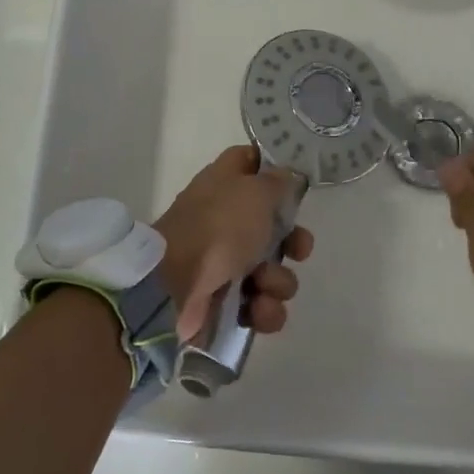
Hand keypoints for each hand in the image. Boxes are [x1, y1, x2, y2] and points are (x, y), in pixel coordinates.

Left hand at [154, 146, 314, 341]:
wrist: (174, 286)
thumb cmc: (218, 227)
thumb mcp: (256, 191)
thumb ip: (278, 181)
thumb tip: (286, 176)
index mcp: (226, 184)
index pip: (251, 163)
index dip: (274, 170)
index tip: (296, 183)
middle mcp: (225, 220)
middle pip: (273, 227)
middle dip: (294, 242)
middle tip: (299, 250)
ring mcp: (223, 263)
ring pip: (273, 270)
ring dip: (278, 281)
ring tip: (263, 285)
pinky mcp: (224, 303)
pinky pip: (261, 305)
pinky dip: (264, 310)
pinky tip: (257, 309)